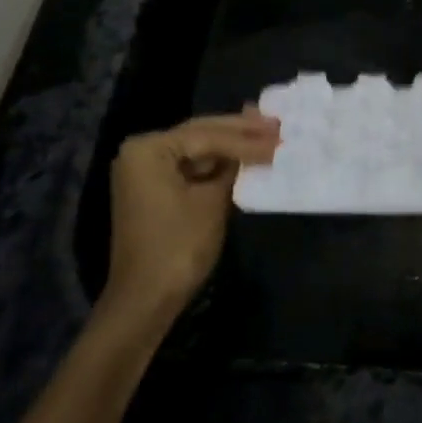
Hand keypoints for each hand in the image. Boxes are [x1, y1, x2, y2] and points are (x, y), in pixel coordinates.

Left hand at [105, 111, 279, 318]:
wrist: (145, 299)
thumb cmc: (178, 246)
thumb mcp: (212, 201)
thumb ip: (233, 168)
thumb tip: (255, 148)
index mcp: (149, 149)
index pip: (207, 135)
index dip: (247, 138)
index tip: (280, 134)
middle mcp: (141, 151)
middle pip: (200, 134)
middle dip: (239, 131)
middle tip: (275, 123)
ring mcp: (145, 171)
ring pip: (197, 149)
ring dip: (231, 145)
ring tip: (266, 133)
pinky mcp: (154, 189)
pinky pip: (190, 167)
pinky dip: (217, 164)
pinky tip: (244, 156)